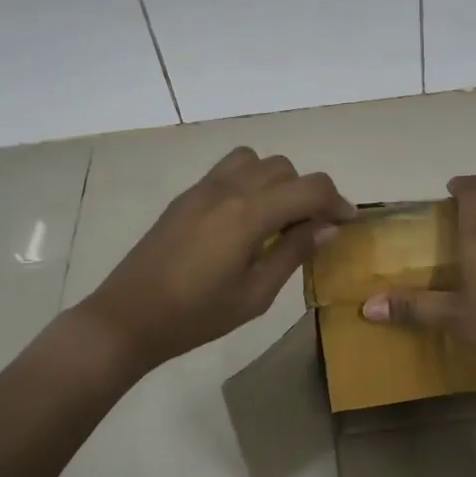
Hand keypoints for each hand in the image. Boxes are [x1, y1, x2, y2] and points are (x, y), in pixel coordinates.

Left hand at [76, 147, 353, 371]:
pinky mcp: (187, 196)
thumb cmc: (197, 316)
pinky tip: (245, 219)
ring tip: (277, 217)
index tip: (346, 223)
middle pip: (285, 168)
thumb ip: (293, 253)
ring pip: (255, 160)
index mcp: (249, 213)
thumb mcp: (255, 294)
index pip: (310, 187)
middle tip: (312, 228)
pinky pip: (229, 170)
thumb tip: (327, 227)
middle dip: (307, 192)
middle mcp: (229, 188)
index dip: (337, 201)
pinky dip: (250, 181)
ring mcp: (203, 188)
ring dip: (276, 181)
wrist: (129, 317)